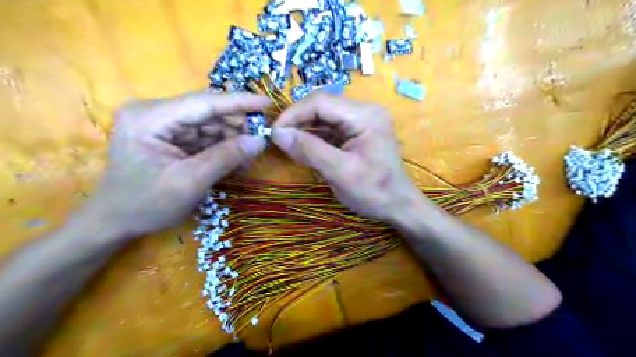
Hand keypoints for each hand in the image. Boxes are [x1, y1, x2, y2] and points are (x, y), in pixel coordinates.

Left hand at [82, 91, 269, 238]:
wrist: (115, 222)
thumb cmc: (145, 205)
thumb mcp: (189, 182)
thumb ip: (225, 158)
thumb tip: (260, 141)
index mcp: (151, 118)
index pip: (204, 102)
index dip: (239, 102)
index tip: (268, 103)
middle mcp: (156, 113)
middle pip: (207, 111)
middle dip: (237, 125)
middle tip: (262, 138)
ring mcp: (162, 125)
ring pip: (209, 124)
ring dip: (232, 138)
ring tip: (251, 153)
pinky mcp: (170, 137)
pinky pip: (203, 137)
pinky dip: (221, 147)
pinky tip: (236, 158)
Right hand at [269, 93, 423, 223]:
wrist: (398, 206)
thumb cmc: (374, 192)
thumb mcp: (340, 172)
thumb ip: (309, 150)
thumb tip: (277, 133)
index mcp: (365, 116)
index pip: (321, 102)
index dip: (293, 114)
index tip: (274, 133)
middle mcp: (364, 111)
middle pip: (322, 106)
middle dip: (298, 121)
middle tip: (279, 139)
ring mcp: (362, 121)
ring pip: (324, 116)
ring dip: (304, 129)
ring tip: (288, 144)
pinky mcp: (357, 132)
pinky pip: (330, 128)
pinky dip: (314, 137)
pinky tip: (303, 147)